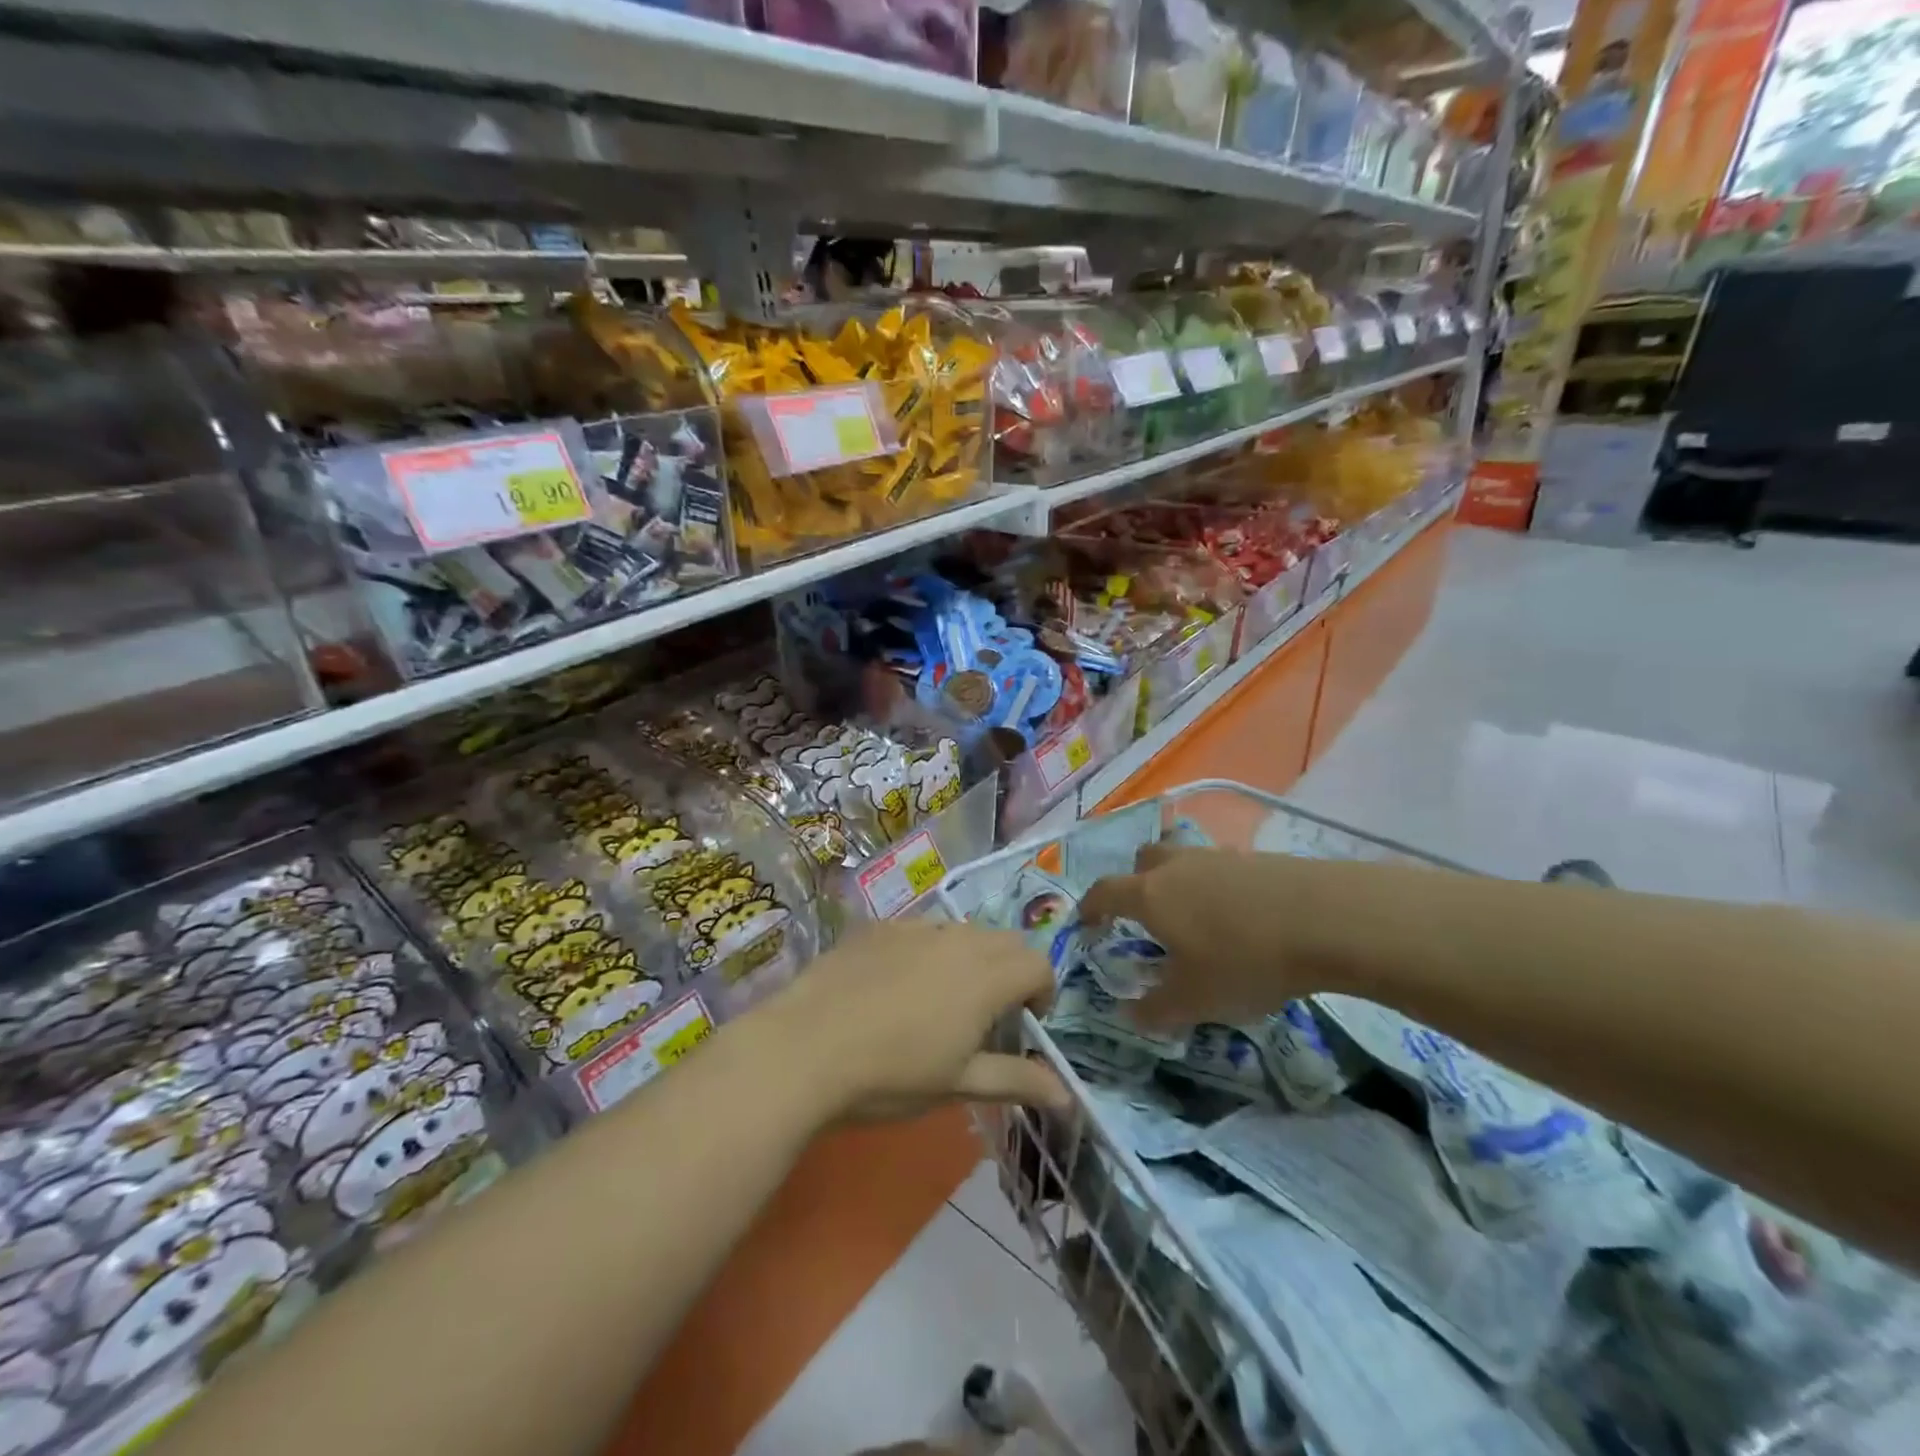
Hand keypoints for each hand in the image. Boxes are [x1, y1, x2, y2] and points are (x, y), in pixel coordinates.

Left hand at [763, 921, 1067, 1120]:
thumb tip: (1066, 1095)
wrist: (804, 1047)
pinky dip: (929, 949)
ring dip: (971, 958)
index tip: (1023, 1025)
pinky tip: (896, 984)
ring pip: (963, 931)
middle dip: (1011, 972)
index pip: (1038, 964)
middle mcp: (958, 939)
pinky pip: (921, 928)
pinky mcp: (879, 926)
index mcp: (986, 976)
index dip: (1042, 993)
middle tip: (988, 1015)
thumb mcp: (958, 1085)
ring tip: (942, 999)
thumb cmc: (891, 1075)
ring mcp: (915, 926)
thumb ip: (1016, 1081)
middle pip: (1006, 941)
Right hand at [1079, 843, 1305, 1028]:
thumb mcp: (1194, 1000)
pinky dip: (1218, 887)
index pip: (1105, 892)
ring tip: (1196, 918)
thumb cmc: (1243, 960)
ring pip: (1184, 860)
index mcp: (1150, 895)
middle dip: (1136, 882)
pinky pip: (1221, 869)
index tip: (1085, 922)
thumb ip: (1155, 1010)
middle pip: (1143, 860)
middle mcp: (1177, 866)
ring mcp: (1218, 857)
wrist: (1326, 920)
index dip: (1090, 906)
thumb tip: (1129, 1015)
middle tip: (1145, 913)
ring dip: (1180, 882)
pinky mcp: (1257, 858)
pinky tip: (1240, 917)